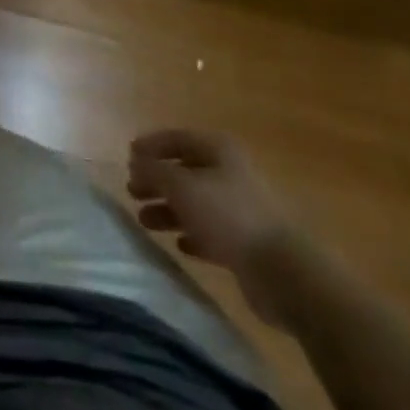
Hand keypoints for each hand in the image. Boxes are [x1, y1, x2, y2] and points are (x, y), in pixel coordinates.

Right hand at [127, 130, 299, 325]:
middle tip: (132, 192)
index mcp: (218, 150)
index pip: (177, 138)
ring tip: (145, 221)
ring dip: (169, 210)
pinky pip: (210, 232)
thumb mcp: (182, 186)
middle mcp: (229, 173)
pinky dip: (192, 235)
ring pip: (195, 203)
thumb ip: (154, 171)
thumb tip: (136, 161)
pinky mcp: (245, 242)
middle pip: (185, 171)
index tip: (128, 157)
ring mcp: (239, 208)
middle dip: (157, 181)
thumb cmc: (228, 215)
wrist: (282, 270)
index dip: (151, 146)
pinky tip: (178, 245)